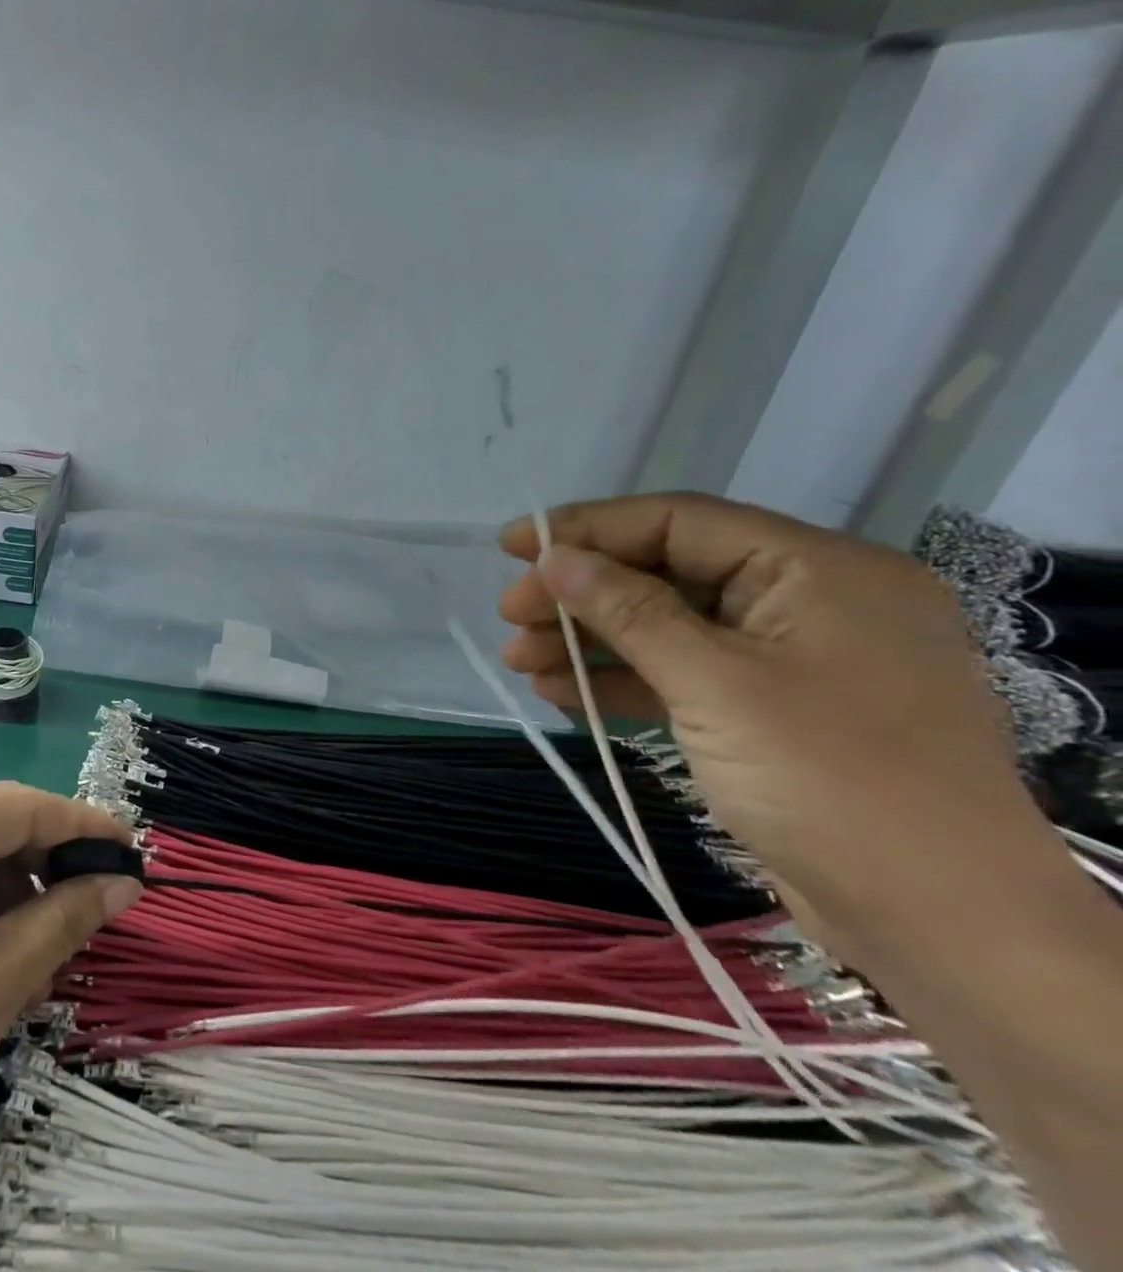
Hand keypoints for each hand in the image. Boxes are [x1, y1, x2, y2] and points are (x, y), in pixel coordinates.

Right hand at [495, 492, 1064, 942]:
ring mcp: (789, 660)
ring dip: (590, 640)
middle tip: (510, 615)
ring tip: (519, 660)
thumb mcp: (716, 685)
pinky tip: (560, 691)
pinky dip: (621, 680)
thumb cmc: (832, 783)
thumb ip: (629, 611)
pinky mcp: (770, 711)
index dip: (587, 527)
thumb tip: (553, 557)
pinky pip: (682, 674)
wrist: (940, 928)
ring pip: (667, 626)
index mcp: (819, 571)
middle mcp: (808, 602)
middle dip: (581, 593)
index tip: (511, 545)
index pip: (680, 522)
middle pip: (667, 573)